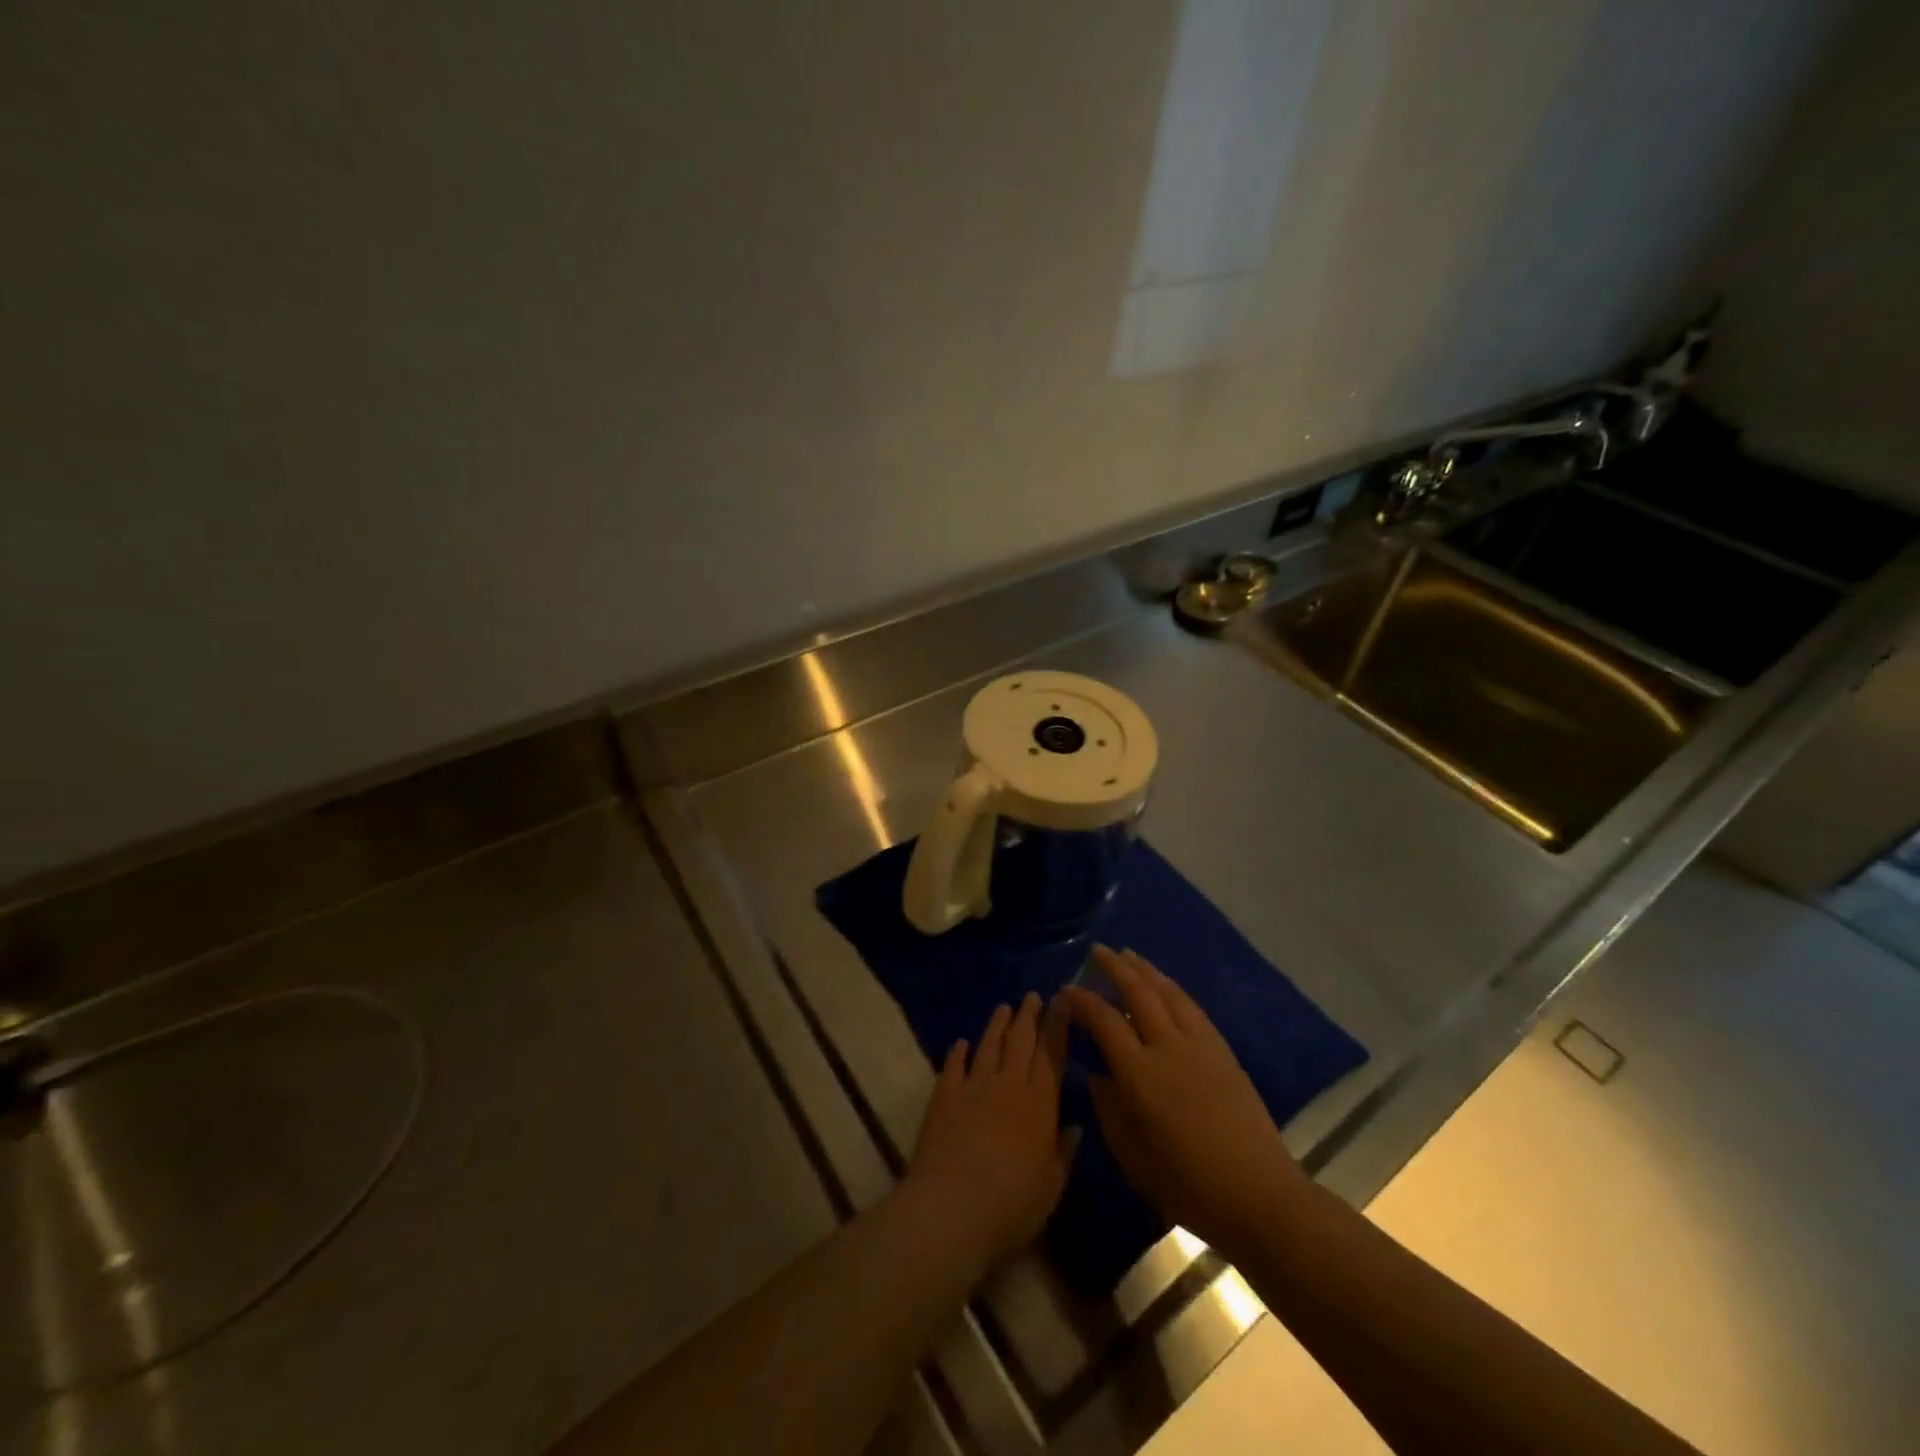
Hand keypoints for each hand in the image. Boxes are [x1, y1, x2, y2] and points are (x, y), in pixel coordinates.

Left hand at [903, 992, 1075, 1278]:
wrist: (953, 1208)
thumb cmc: (1012, 1205)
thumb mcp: (1051, 1186)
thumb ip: (1063, 1153)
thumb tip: (1074, 1127)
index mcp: (1041, 1103)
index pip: (1052, 1053)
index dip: (1058, 1025)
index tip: (1062, 1001)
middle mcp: (1009, 1084)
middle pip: (1021, 1040)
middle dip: (1029, 1015)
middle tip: (1033, 996)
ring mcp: (974, 1085)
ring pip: (989, 1045)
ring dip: (997, 1025)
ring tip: (1004, 1007)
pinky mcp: (944, 1095)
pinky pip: (954, 1065)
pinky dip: (958, 1052)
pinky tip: (961, 1043)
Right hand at [1061, 946, 1308, 1257]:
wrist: (1258, 1195)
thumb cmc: (1187, 1185)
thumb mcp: (1132, 1157)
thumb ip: (1109, 1110)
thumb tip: (1097, 1076)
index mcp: (1140, 1074)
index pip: (1105, 1020)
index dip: (1082, 1000)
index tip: (1066, 990)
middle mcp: (1168, 1047)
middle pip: (1139, 991)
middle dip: (1115, 967)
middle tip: (1097, 951)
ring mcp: (1199, 1045)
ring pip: (1168, 991)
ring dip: (1145, 969)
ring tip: (1128, 955)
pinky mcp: (1223, 1050)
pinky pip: (1191, 1006)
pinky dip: (1172, 987)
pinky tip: (1165, 985)